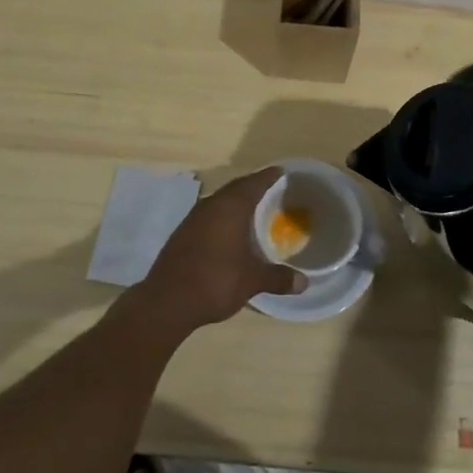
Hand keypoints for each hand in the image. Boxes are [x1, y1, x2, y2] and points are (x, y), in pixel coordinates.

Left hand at [135, 167, 305, 330]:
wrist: (167, 301)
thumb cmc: (216, 281)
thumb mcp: (252, 280)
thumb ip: (278, 278)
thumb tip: (304, 282)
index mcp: (230, 207)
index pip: (254, 183)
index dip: (269, 176)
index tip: (282, 171)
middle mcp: (211, 205)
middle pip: (235, 188)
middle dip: (253, 187)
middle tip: (271, 189)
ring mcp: (193, 218)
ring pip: (220, 201)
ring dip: (236, 202)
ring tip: (253, 209)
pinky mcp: (183, 233)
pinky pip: (209, 215)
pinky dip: (223, 217)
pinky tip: (229, 231)